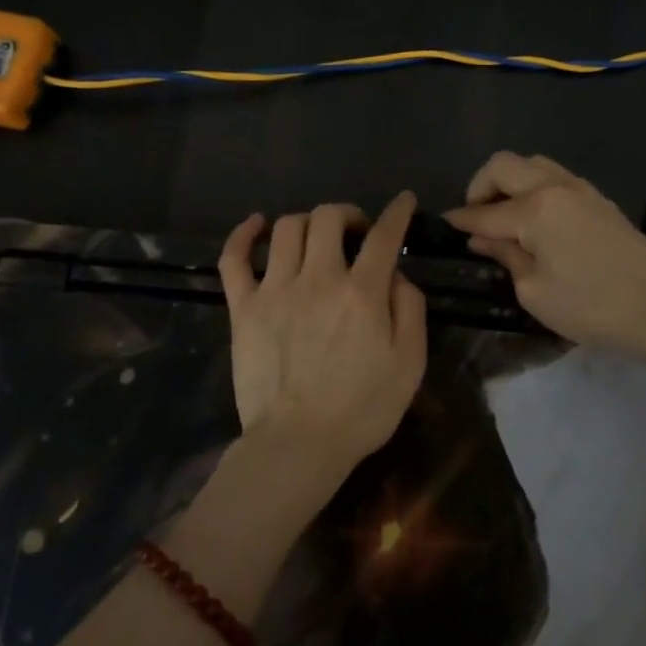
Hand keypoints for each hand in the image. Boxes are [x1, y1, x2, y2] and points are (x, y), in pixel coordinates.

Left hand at [217, 193, 428, 498]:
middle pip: (328, 218)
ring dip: (307, 223)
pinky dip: (244, 234)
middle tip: (356, 232)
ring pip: (287, 228)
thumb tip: (396, 275)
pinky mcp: (243, 307)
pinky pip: (235, 258)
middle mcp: (318, 279)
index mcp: (362, 293)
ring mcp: (275, 290)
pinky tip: (256, 225)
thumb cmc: (361, 410)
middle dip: (347, 214)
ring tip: (316, 238)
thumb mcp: (409, 365)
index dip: (397, 212)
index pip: (384, 236)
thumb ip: (410, 311)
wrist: (298, 444)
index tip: (404, 201)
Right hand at [445, 153, 645, 361]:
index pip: (485, 212)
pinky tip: (532, 217)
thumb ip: (505, 256)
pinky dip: (533, 187)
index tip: (442, 223)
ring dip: (509, 181)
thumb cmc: (591, 306)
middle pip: (504, 166)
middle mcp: (555, 187)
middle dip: (480, 186)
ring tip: (502, 214)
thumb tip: (483, 237)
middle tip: (475, 217)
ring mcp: (581, 189)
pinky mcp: (598, 200)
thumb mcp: (534, 291)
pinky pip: (554, 177)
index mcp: (535, 209)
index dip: (461, 219)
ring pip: (532, 164)